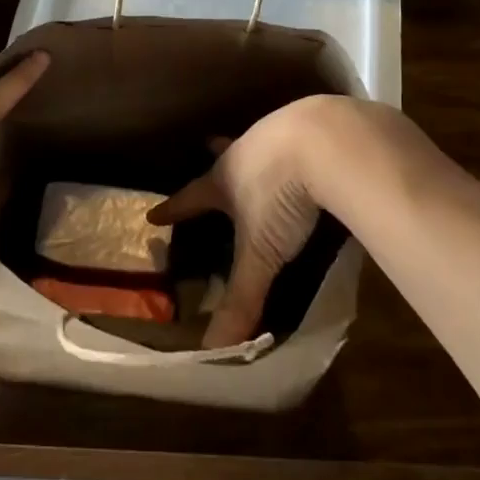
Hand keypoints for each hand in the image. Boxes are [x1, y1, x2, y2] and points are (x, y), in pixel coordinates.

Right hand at [149, 97, 339, 347]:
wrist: (326, 140)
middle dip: (216, 155)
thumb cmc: (281, 195)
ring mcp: (280, 133)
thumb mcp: (261, 252)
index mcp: (226, 179)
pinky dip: (297, 146)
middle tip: (207, 144)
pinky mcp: (314, 128)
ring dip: (257, 151)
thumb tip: (212, 351)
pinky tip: (310, 154)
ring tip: (260, 155)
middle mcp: (247, 151)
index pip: (192, 197)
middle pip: (224, 155)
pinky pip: (298, 136)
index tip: (153, 214)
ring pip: (260, 143)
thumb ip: (241, 298)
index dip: (175, 209)